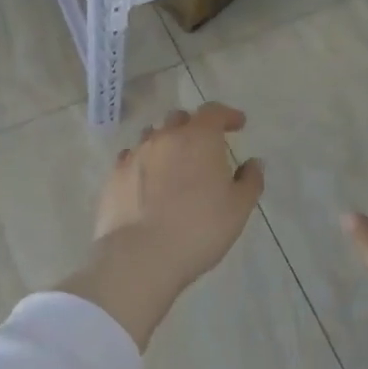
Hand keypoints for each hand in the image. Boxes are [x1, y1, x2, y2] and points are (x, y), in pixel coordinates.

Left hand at [69, 102, 264, 347]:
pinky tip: (148, 180)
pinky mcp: (114, 175)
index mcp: (198, 138)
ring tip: (174, 163)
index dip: (227, 115)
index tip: (238, 124)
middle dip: (194, 127)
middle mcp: (164, 137)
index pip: (213, 112)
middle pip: (179, 119)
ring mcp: (135, 154)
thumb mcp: (238, 209)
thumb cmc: (199, 229)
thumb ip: (250, 180)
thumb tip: (253, 163)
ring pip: (152, 136)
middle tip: (205, 146)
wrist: (141, 256)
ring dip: (167, 142)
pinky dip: (144, 162)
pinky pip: (131, 158)